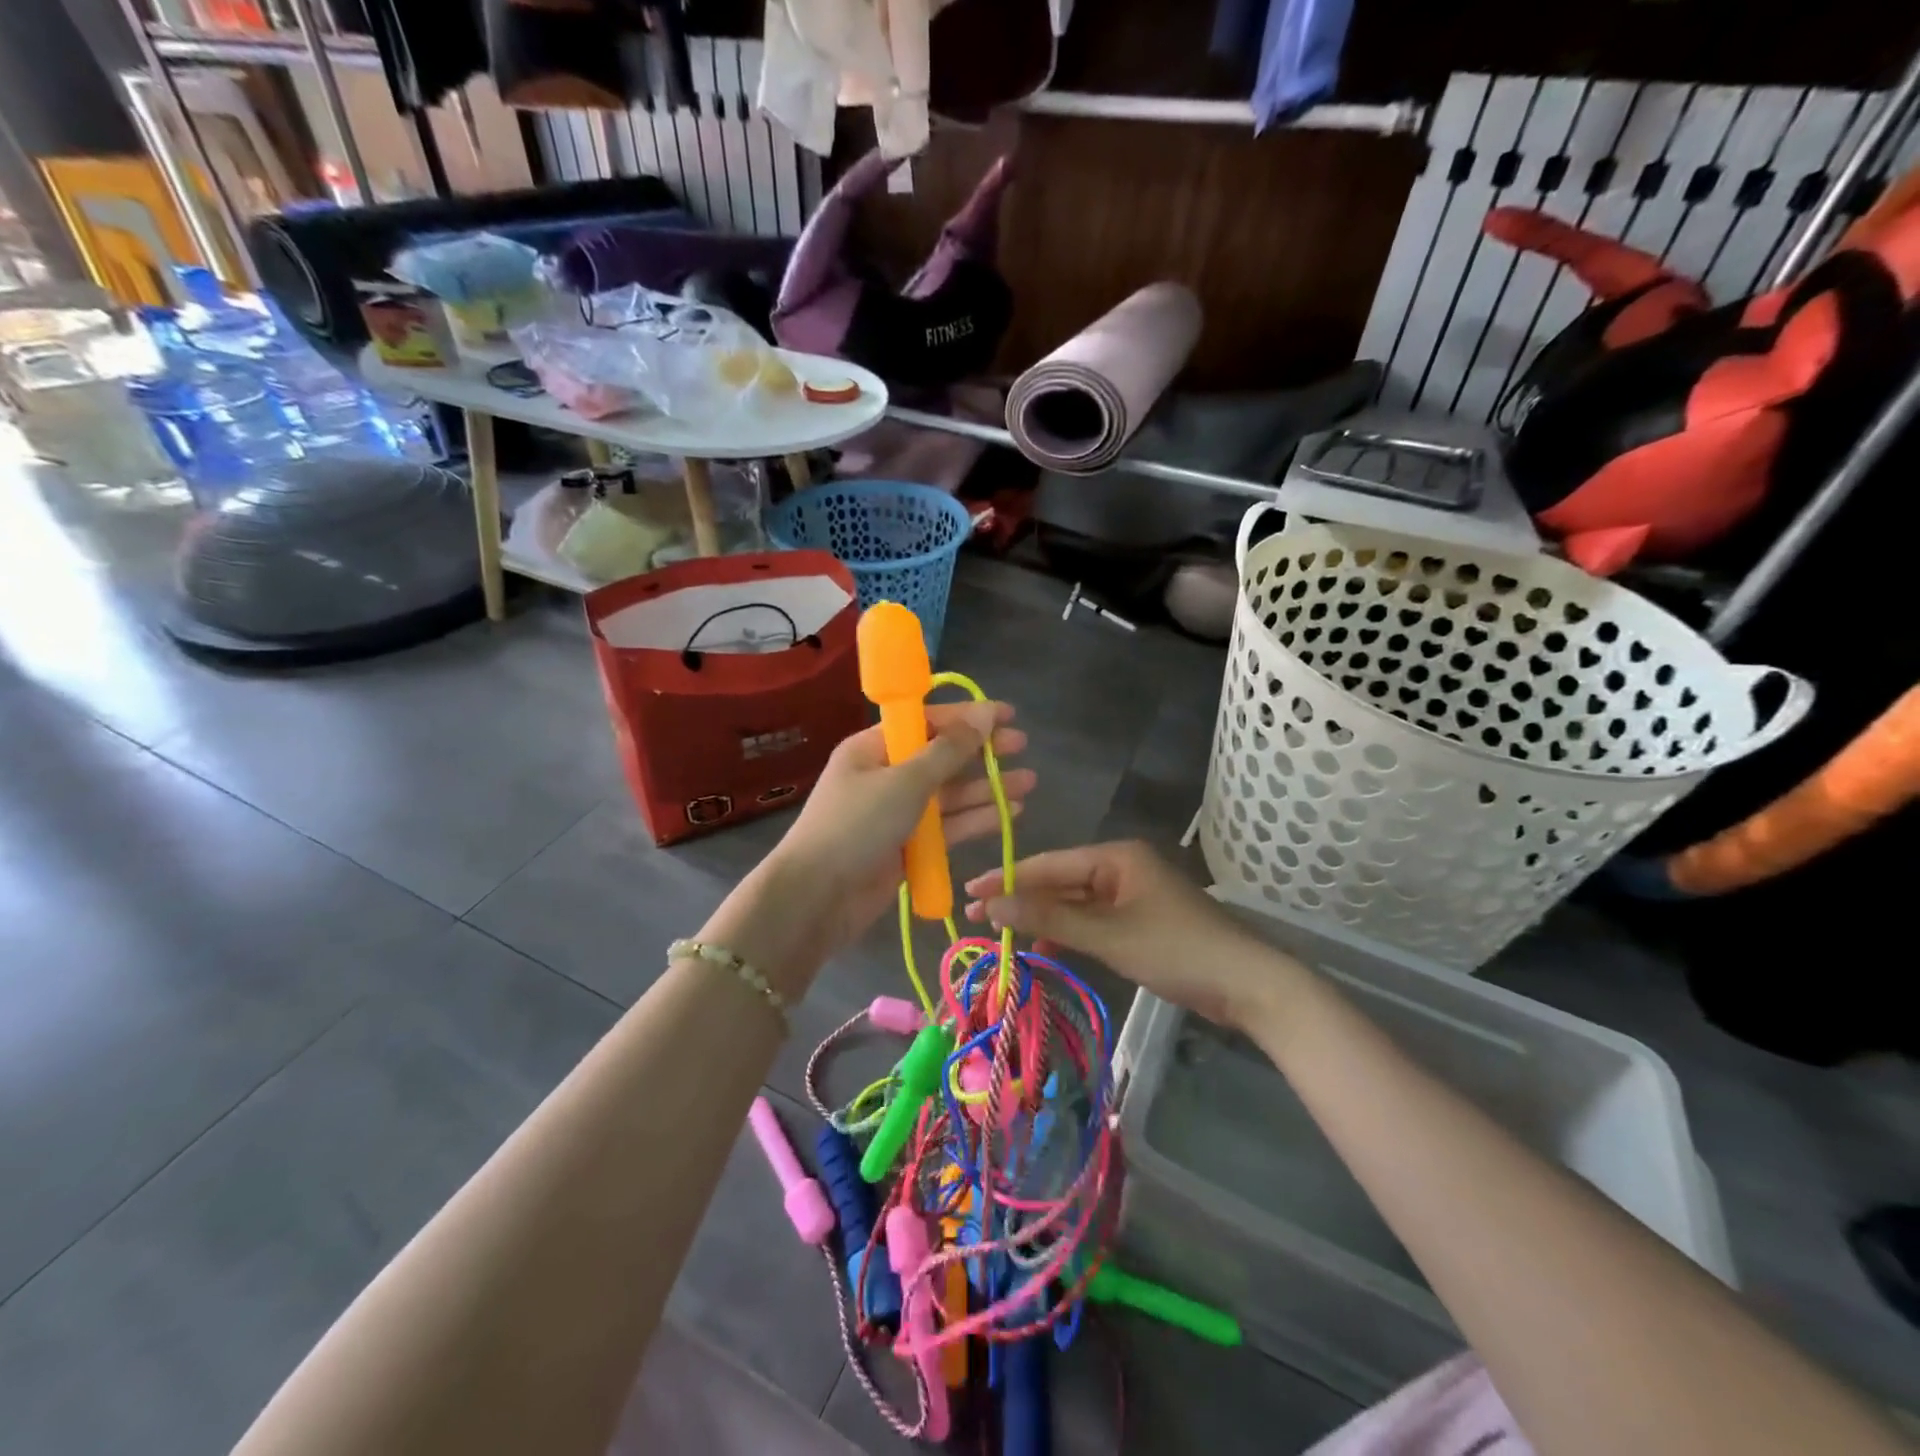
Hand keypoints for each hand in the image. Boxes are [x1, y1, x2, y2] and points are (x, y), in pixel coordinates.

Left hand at [716, 702, 1032, 990]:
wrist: (817, 898)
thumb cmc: (857, 826)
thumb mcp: (905, 781)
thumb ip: (949, 750)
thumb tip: (985, 714)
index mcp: (874, 748)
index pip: (926, 722)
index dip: (967, 716)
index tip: (1007, 715)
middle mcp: (886, 775)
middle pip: (941, 757)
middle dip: (981, 752)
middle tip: (1022, 747)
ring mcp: (896, 813)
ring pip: (949, 795)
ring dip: (985, 788)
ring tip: (1028, 783)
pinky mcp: (908, 847)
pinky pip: (947, 827)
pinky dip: (975, 820)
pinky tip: (1009, 813)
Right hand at [963, 841, 1280, 1031]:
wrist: (1248, 985)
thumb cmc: (1176, 950)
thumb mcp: (1107, 935)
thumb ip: (1049, 918)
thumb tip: (992, 905)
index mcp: (1116, 856)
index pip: (1049, 864)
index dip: (1007, 879)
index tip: (968, 894)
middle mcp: (1122, 867)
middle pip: (1060, 881)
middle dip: (1022, 901)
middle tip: (976, 919)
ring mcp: (1132, 895)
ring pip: (1075, 903)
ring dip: (1044, 920)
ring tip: (1003, 937)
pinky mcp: (1140, 921)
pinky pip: (1093, 920)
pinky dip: (1069, 933)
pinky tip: (1046, 949)